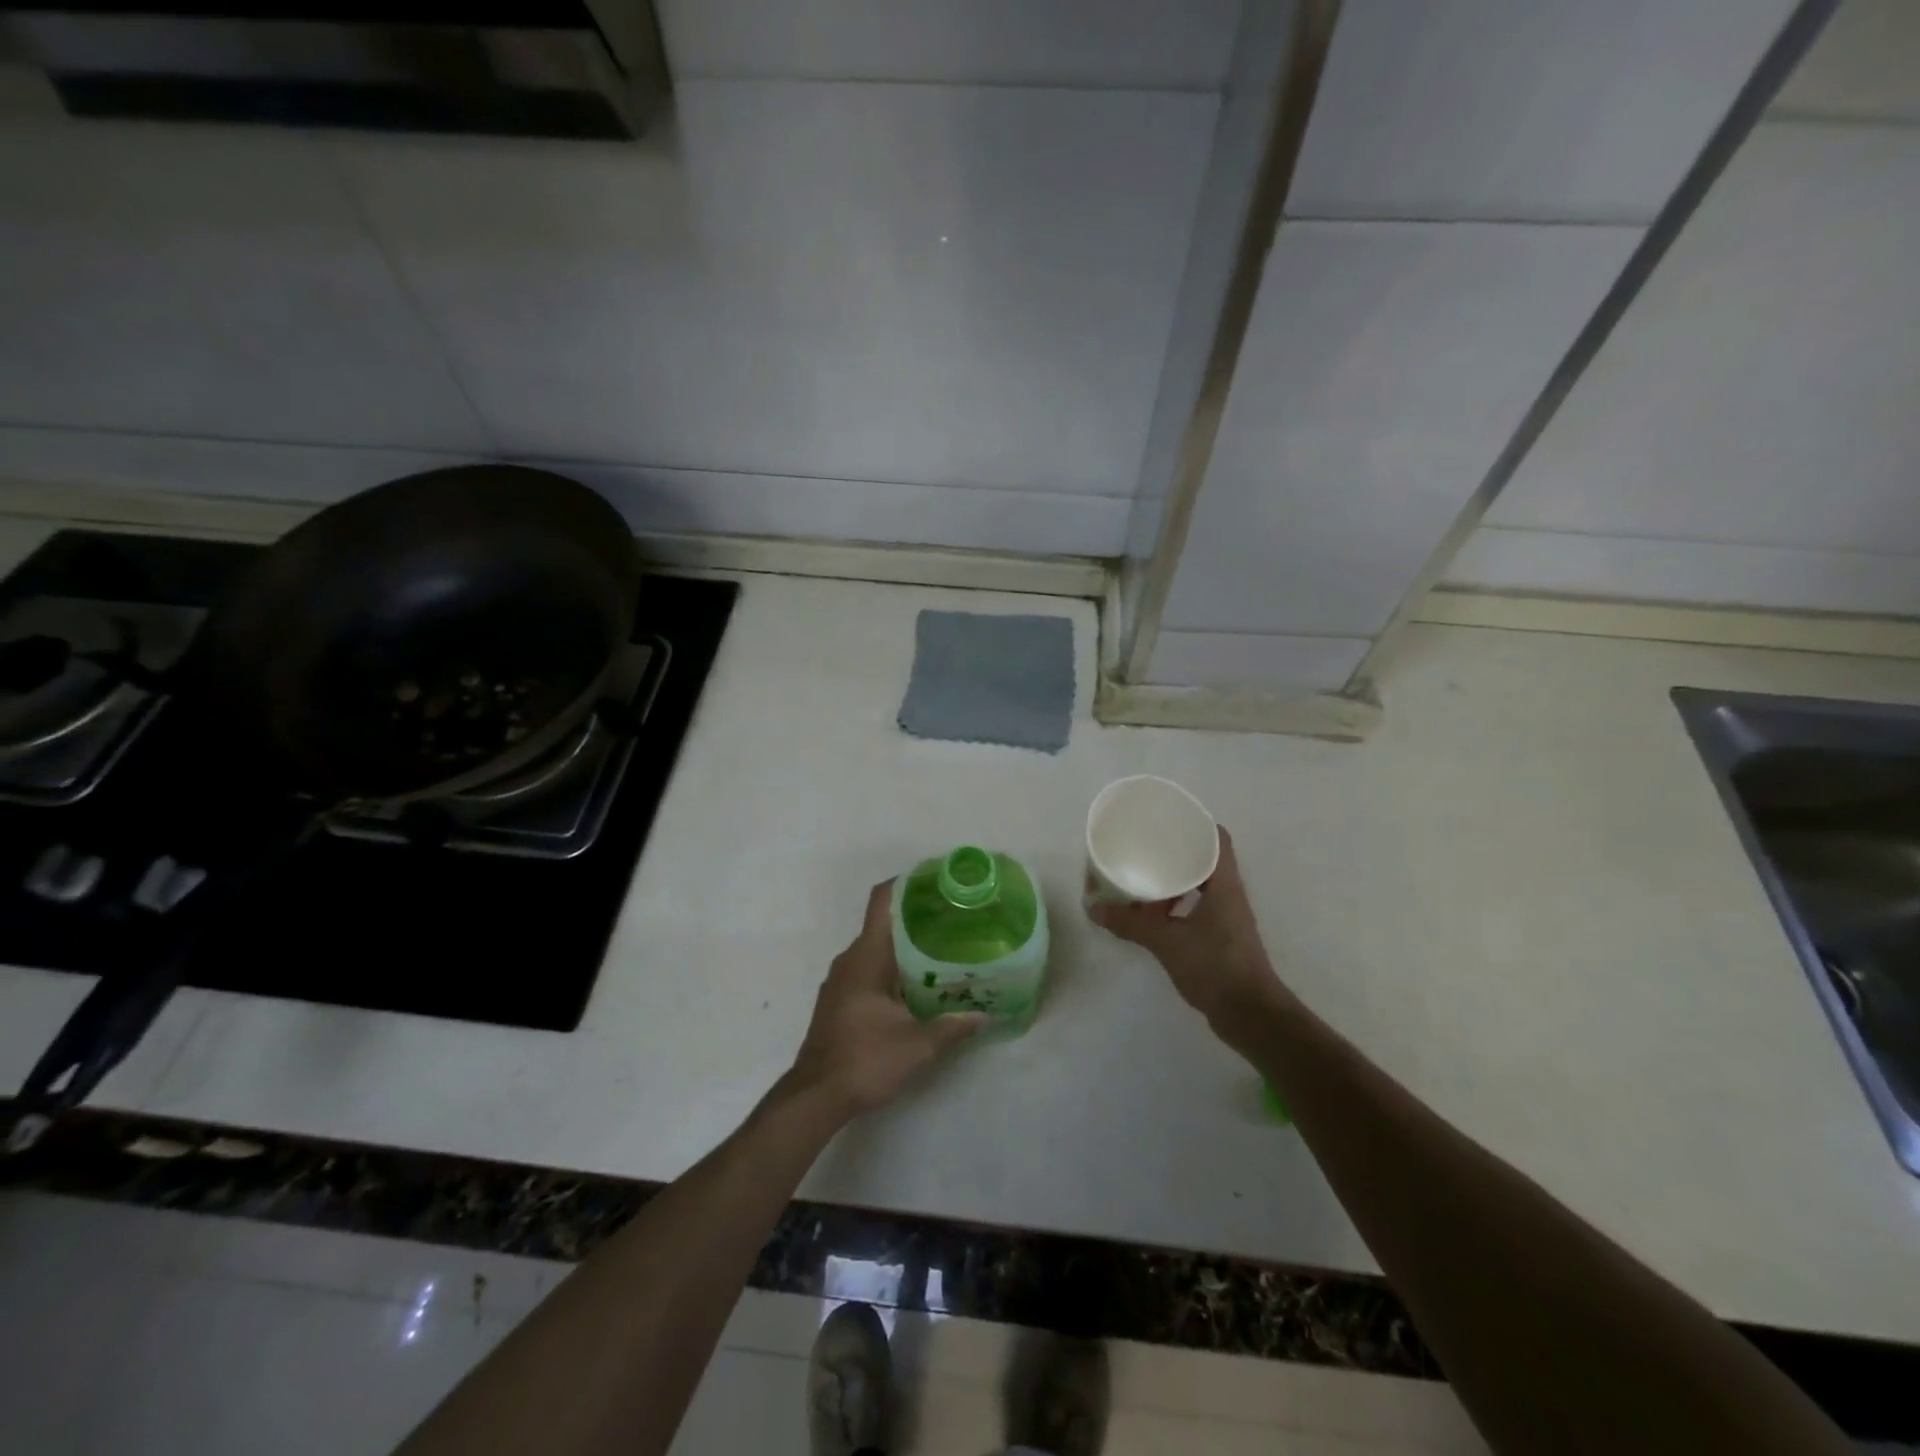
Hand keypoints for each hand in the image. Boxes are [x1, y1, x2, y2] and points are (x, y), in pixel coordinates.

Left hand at [786, 880, 987, 1117]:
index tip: (936, 882)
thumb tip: (985, 1016)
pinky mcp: (838, 1000)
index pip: (881, 901)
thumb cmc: (864, 1060)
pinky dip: (892, 967)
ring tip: (942, 951)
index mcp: (866, 956)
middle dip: (916, 918)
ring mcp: (840, 980)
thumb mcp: (917, 1046)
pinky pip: (868, 969)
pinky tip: (917, 985)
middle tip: (954, 921)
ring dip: (905, 946)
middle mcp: (850, 959)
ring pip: (876, 949)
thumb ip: (952, 1027)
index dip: (906, 883)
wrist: (815, 1097)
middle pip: (883, 923)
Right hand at [1090, 827, 1281, 1026]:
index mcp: (1223, 883)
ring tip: (1143, 877)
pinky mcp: (1221, 939)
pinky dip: (1176, 904)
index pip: (1218, 838)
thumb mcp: (1166, 941)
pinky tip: (1152, 914)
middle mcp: (1229, 894)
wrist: (1250, 1015)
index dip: (1196, 824)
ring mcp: (1227, 918)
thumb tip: (1093, 907)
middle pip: (1206, 859)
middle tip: (1145, 846)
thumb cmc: (1215, 966)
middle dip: (1177, 851)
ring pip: (1200, 886)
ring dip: (1175, 880)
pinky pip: (1197, 908)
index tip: (1168, 820)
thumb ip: (1130, 923)